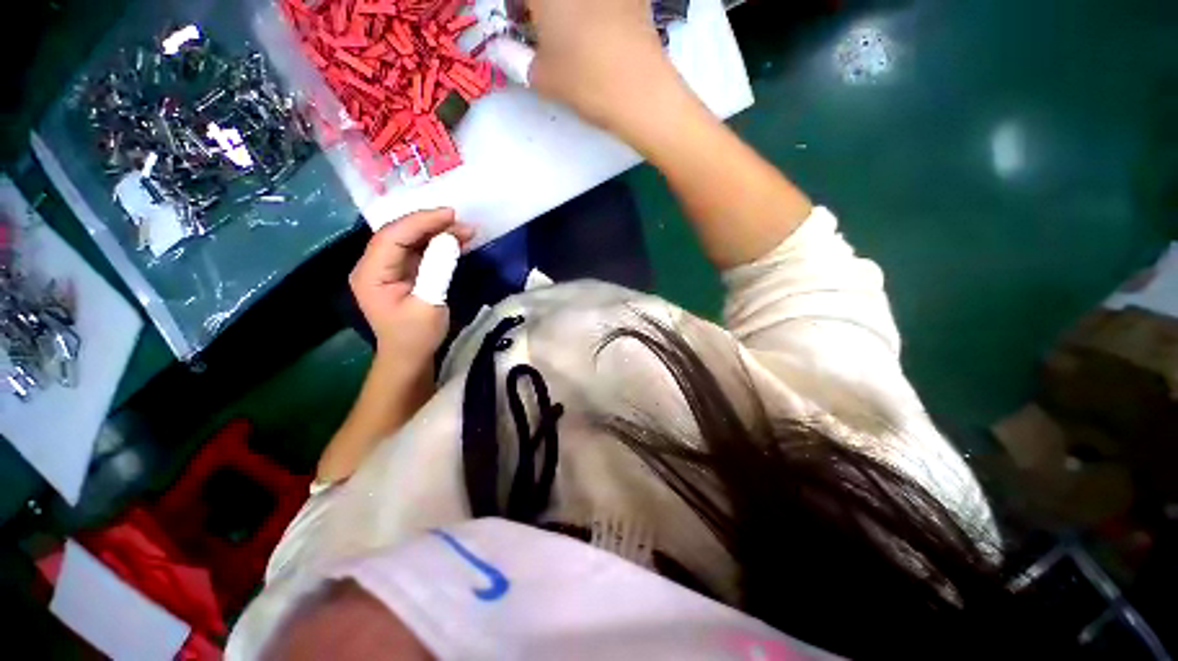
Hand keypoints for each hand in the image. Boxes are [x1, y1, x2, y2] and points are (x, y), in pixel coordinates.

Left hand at [350, 209, 474, 365]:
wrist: (410, 356)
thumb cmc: (417, 336)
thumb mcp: (430, 304)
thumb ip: (438, 270)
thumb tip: (451, 239)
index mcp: (371, 274)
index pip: (392, 236)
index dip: (420, 221)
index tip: (450, 215)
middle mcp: (373, 265)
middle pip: (399, 233)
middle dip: (431, 224)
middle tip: (461, 221)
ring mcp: (386, 267)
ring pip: (410, 239)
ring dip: (437, 233)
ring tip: (466, 230)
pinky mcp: (400, 271)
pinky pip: (417, 250)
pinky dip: (437, 244)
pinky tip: (457, 241)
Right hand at [525, 0, 683, 132]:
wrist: (641, 91)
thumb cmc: (585, 81)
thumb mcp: (542, 77)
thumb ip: (514, 59)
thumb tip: (497, 50)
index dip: (515, 6)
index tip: (517, 21)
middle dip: (538, 7)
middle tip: (540, 26)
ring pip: (575, 1)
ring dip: (565, 10)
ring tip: (570, 33)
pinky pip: (604, 4)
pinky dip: (594, 13)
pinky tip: (598, 29)